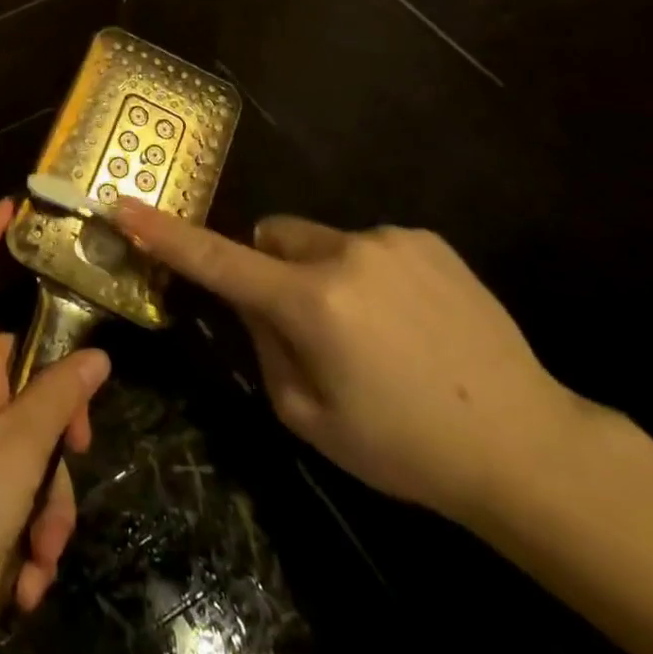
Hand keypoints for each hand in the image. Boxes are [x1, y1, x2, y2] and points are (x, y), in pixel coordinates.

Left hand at [0, 199, 110, 635]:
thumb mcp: (18, 449)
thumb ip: (59, 397)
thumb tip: (94, 355)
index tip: (13, 207)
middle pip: (20, 372)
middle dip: (57, 427)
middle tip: (76, 463)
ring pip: (16, 439)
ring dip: (41, 499)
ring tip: (41, 560)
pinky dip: (15, 525)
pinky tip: (20, 580)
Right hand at [113, 198, 587, 522]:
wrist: (528, 448)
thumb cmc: (406, 448)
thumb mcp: (310, 418)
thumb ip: (265, 348)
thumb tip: (254, 303)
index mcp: (311, 304)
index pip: (218, 260)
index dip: (166, 234)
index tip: (124, 205)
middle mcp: (345, 254)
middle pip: (273, 236)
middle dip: (272, 268)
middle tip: (306, 324)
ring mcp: (390, 241)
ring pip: (321, 241)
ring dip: (324, 274)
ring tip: (376, 333)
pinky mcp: (427, 240)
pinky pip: (368, 245)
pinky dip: (368, 273)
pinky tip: (412, 323)